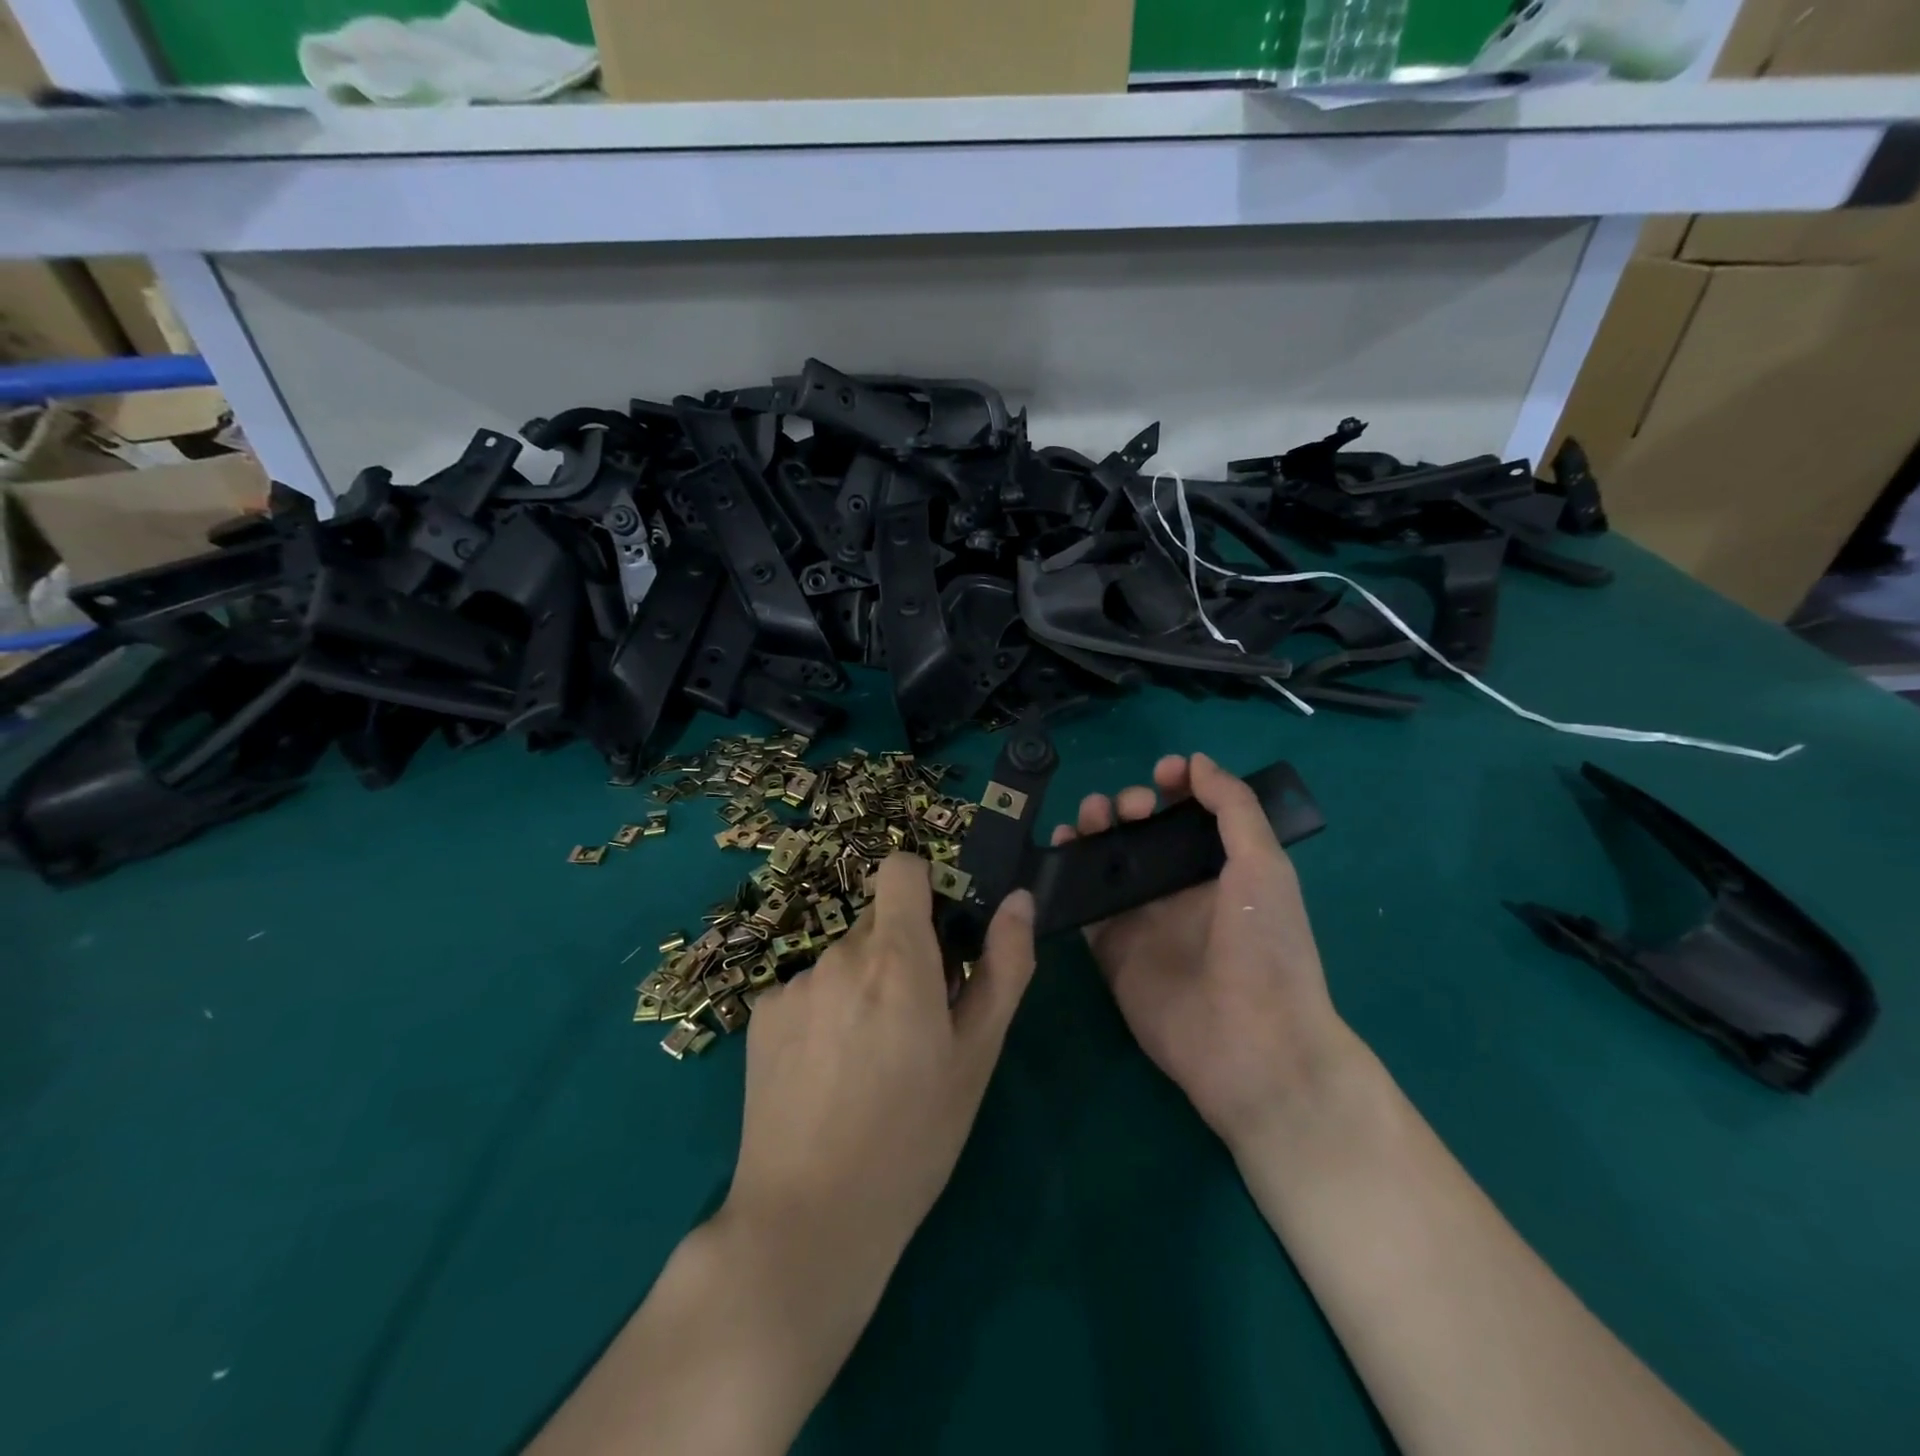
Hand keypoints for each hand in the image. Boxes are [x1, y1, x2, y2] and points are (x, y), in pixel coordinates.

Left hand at [722, 854, 1036, 1274]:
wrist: (810, 1219)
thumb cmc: (914, 1137)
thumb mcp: (976, 1055)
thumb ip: (1003, 966)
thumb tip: (1019, 901)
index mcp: (896, 956)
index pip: (901, 869)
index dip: (925, 888)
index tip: (941, 935)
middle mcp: (839, 955)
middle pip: (878, 923)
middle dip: (901, 953)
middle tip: (915, 1022)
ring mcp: (793, 984)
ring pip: (843, 960)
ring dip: (862, 986)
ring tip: (869, 1060)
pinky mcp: (761, 1016)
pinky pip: (806, 990)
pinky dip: (823, 1012)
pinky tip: (826, 1074)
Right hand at [1051, 752, 1349, 1145]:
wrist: (1252, 1045)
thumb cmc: (1267, 948)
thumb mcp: (1265, 866)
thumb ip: (1233, 808)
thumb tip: (1197, 762)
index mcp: (1221, 868)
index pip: (1190, 815)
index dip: (1175, 787)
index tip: (1163, 772)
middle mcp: (1178, 888)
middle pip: (1142, 833)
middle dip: (1129, 805)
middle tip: (1128, 808)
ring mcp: (1142, 918)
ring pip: (1108, 860)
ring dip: (1094, 829)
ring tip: (1089, 818)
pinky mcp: (1110, 946)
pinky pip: (1083, 902)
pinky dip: (1067, 872)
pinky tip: (1061, 849)